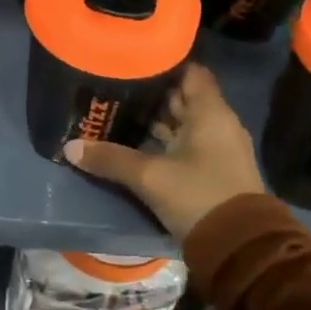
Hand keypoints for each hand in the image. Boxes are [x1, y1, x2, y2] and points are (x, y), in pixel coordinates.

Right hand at [64, 64, 265, 241]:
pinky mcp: (216, 170)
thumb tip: (69, 147)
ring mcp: (219, 148)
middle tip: (117, 87)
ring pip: (186, 122)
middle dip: (153, 93)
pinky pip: (189, 144)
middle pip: (184, 97)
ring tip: (121, 112)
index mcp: (210, 112)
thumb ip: (111, 159)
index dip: (163, 64)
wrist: (240, 246)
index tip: (133, 63)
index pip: (190, 71)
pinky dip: (166, 141)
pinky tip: (139, 144)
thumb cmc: (198, 195)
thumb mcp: (150, 177)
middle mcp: (219, 123)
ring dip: (158, 119)